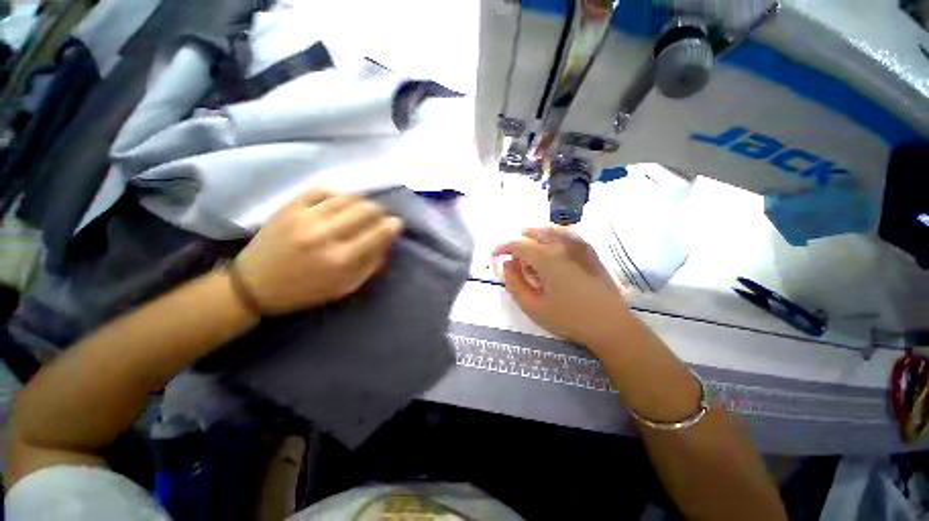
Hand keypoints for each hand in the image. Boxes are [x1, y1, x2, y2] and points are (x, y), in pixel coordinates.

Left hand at [233, 188, 403, 313]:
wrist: (254, 284)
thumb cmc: (306, 290)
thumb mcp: (345, 287)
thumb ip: (370, 264)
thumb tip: (387, 242)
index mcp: (341, 259)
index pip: (377, 233)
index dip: (393, 225)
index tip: (397, 222)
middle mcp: (325, 234)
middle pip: (365, 210)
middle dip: (380, 210)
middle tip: (381, 215)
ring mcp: (305, 217)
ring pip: (346, 197)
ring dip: (362, 200)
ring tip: (364, 207)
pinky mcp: (288, 207)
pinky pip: (320, 190)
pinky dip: (336, 193)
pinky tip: (340, 200)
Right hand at [493, 226, 632, 346]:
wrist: (611, 325)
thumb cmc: (569, 318)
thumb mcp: (533, 306)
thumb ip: (514, 284)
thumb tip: (508, 265)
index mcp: (548, 258)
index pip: (519, 244)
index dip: (504, 247)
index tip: (495, 255)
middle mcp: (563, 245)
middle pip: (535, 233)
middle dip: (520, 243)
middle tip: (515, 260)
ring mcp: (580, 246)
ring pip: (551, 230)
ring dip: (535, 237)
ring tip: (530, 251)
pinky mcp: (590, 251)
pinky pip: (567, 234)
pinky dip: (553, 236)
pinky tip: (552, 247)